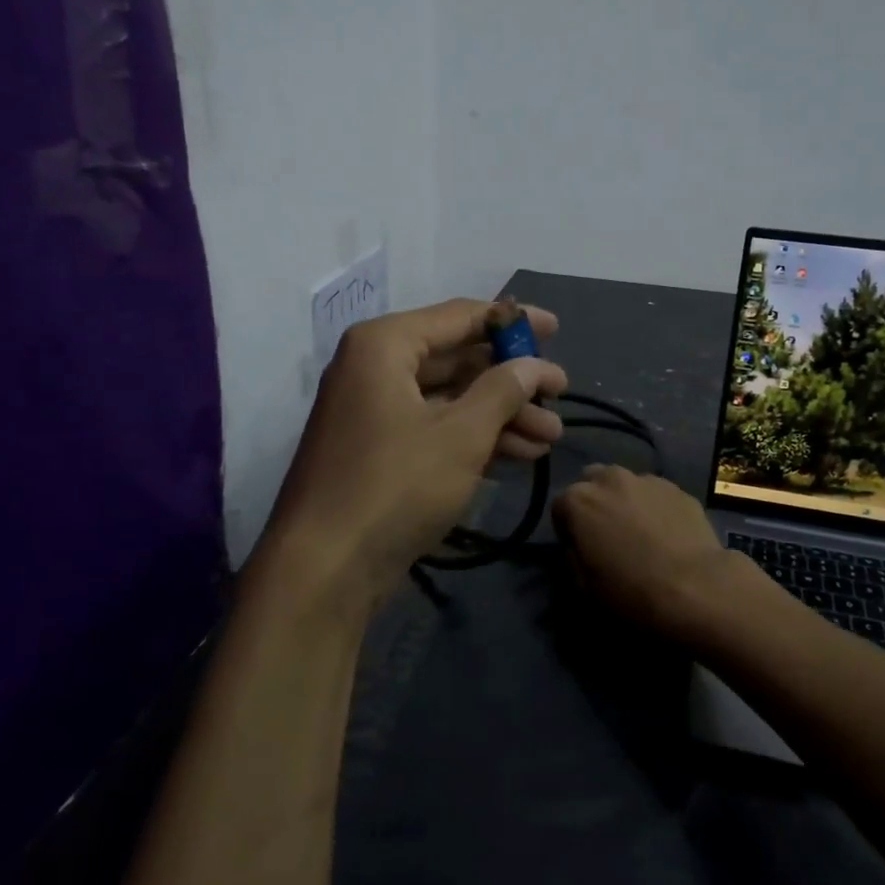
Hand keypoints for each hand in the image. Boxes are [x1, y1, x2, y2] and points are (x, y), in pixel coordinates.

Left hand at [266, 299, 568, 593]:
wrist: (324, 569)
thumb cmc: (396, 485)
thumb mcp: (461, 434)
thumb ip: (504, 390)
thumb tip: (535, 365)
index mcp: (385, 345)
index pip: (460, 316)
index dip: (511, 321)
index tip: (555, 329)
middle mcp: (374, 368)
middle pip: (457, 360)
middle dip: (512, 381)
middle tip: (560, 394)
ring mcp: (374, 412)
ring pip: (450, 399)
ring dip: (501, 415)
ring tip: (552, 436)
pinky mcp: (379, 451)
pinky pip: (435, 428)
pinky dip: (474, 438)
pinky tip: (518, 455)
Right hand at [552, 465, 738, 638]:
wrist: (696, 588)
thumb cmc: (631, 592)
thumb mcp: (583, 586)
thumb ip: (572, 555)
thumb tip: (579, 545)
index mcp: (578, 500)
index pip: (560, 507)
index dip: (567, 529)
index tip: (580, 550)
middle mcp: (610, 478)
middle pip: (592, 483)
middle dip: (595, 503)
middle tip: (608, 535)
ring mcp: (647, 479)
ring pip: (626, 485)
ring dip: (625, 501)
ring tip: (641, 532)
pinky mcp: (678, 488)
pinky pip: (656, 494)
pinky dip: (655, 507)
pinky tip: (667, 534)